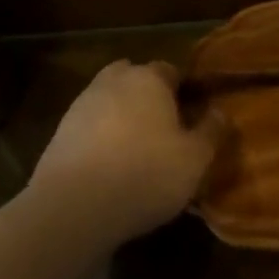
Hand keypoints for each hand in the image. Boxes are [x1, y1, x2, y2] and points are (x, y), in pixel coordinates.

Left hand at [30, 60, 223, 241]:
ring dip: (121, 116)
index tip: (193, 113)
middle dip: (147, 94)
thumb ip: (212, 130)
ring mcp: (80, 107)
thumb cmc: (146, 174)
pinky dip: (100, 138)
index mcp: (149, 79)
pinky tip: (110, 166)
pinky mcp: (58, 135)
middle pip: (133, 78)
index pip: (170, 70)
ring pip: (108, 101)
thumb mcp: (196, 158)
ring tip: (136, 149)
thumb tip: (220, 111)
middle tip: (163, 125)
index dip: (183, 89)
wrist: (73, 208)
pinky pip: (89, 127)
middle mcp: (113, 83)